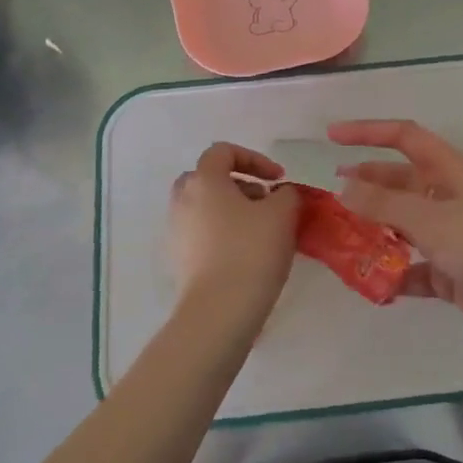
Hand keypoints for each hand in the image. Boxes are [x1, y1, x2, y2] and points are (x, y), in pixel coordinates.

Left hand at [169, 142, 299, 330]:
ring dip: (232, 210)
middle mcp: (182, 200)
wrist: (219, 310)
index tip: (278, 179)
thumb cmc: (251, 251)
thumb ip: (286, 193)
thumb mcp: (282, 214)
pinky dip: (222, 233)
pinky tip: (245, 254)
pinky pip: (201, 233)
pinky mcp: (178, 259)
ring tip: (259, 231)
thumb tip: (281, 194)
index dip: (254, 158)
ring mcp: (176, 231)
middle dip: (239, 185)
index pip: (223, 152)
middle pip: (208, 179)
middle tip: (264, 201)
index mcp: (203, 181)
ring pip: (205, 207)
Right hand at [330, 120, 462, 357]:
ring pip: (404, 223)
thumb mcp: (430, 220)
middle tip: (331, 192)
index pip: (405, 137)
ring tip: (341, 236)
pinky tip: (372, 282)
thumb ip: (383, 204)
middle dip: (367, 182)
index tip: (332, 136)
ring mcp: (452, 234)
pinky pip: (414, 266)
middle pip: (401, 180)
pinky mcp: (453, 271)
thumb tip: (343, 187)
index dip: (368, 132)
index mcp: (450, 171)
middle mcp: (450, 197)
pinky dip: (394, 272)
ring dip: (376, 228)